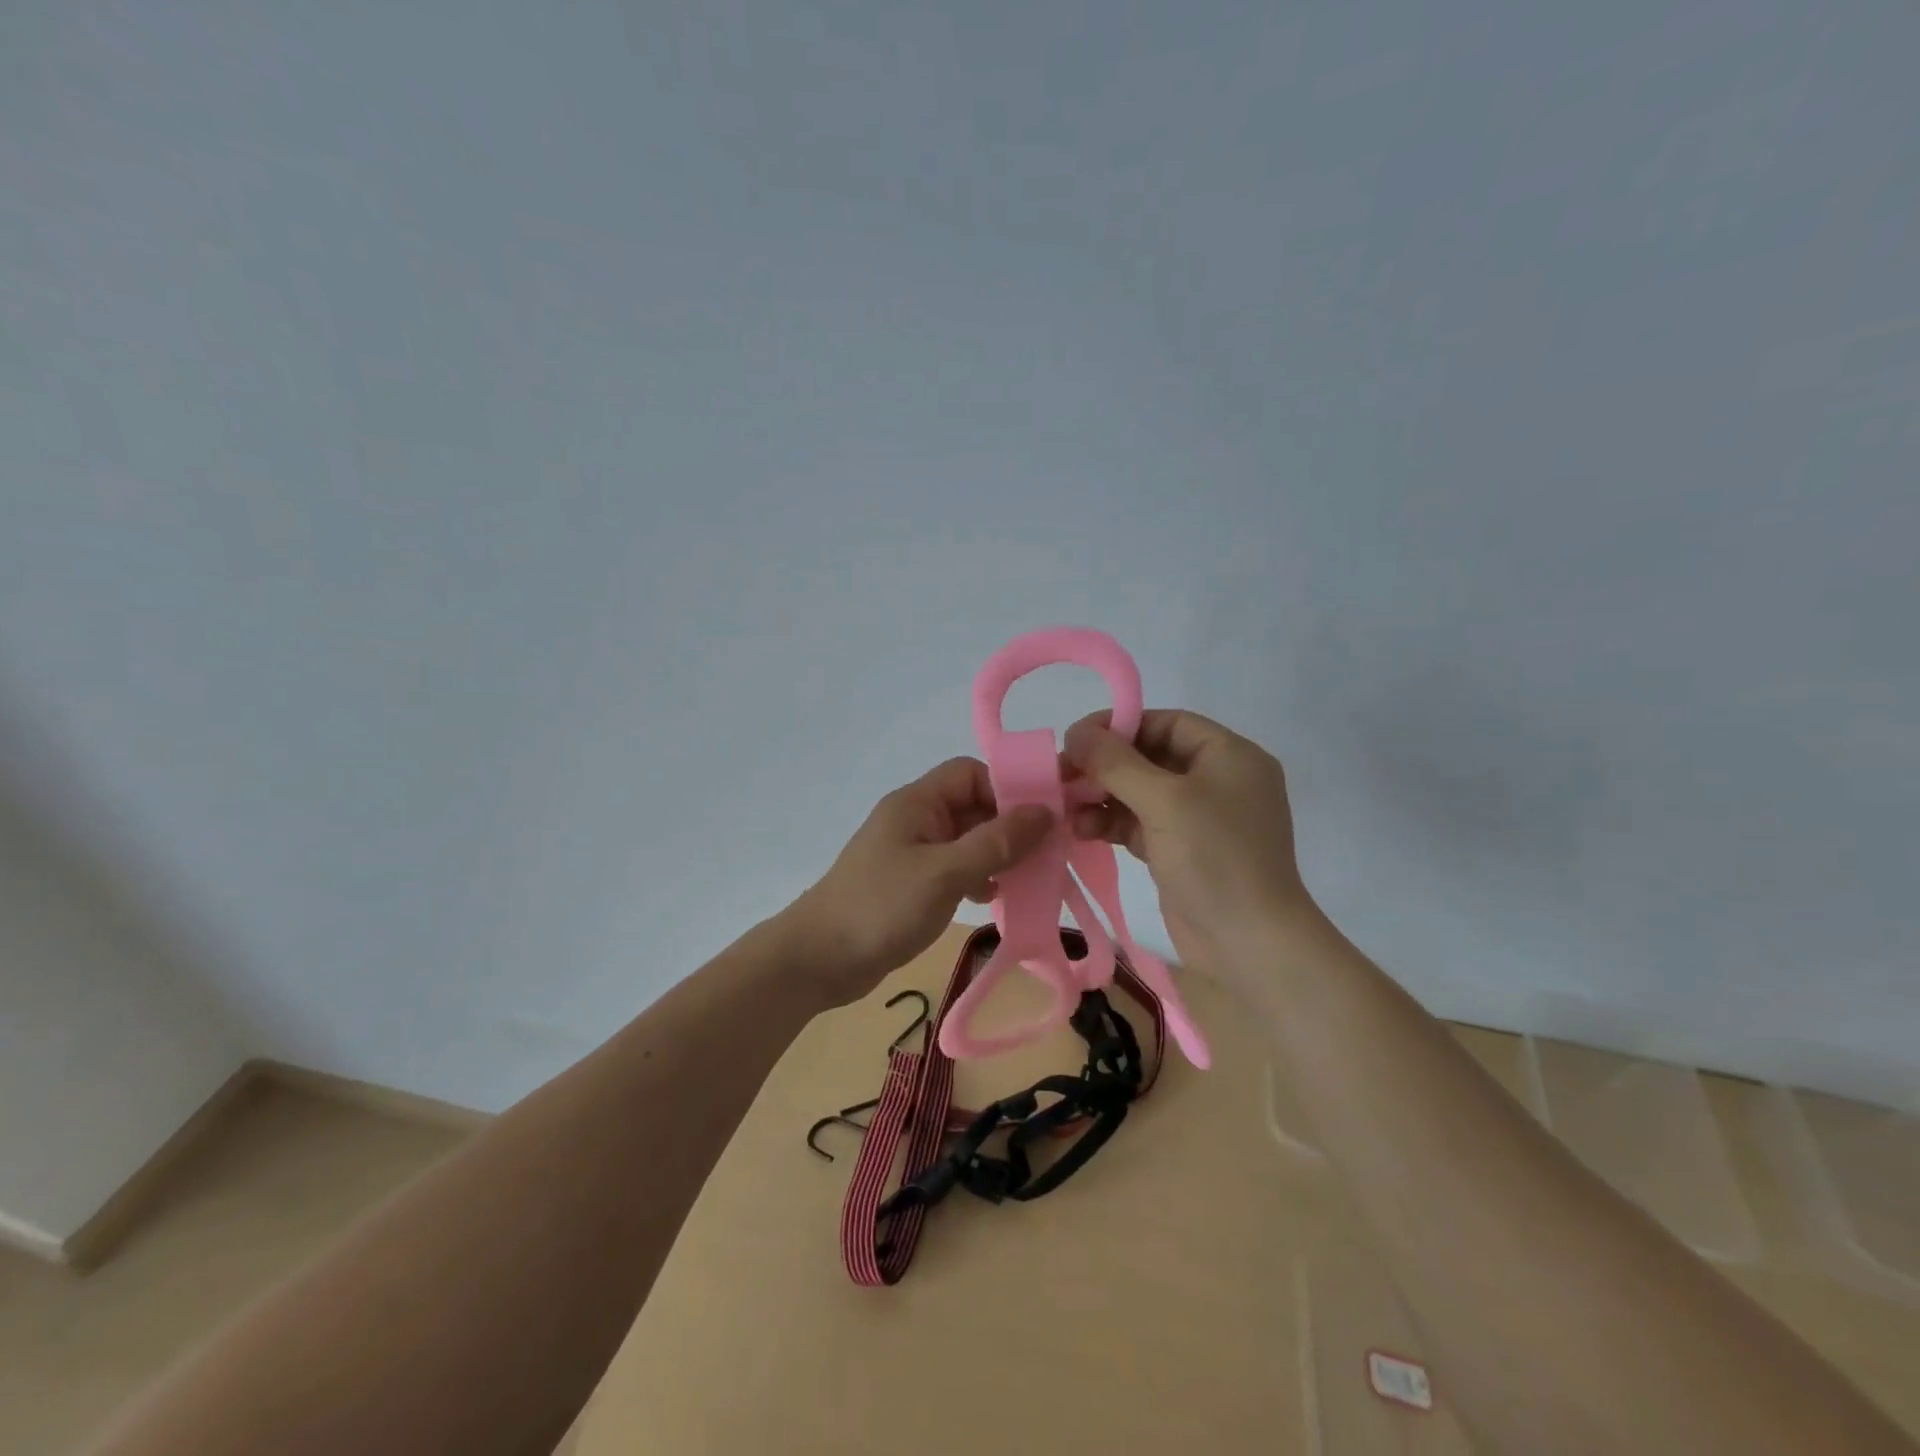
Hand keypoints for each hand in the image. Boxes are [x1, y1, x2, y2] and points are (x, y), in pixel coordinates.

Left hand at [786, 757, 1052, 1007]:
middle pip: (971, 806)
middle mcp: (915, 820)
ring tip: (1026, 877)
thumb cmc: (882, 906)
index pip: (970, 774)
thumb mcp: (945, 872)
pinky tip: (992, 898)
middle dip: (1008, 826)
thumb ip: (996, 842)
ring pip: (966, 839)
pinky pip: (954, 868)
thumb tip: (1044, 812)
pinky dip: (976, 877)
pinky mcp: (911, 883)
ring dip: (996, 854)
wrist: (818, 960)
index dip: (1006, 789)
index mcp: (917, 803)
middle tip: (1046, 852)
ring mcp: (912, 852)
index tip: (1041, 818)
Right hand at [1064, 709, 1319, 982]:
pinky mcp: (1181, 851)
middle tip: (1060, 774)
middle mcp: (1216, 781)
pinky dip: (1111, 823)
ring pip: (1140, 793)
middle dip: (1104, 766)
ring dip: (1101, 797)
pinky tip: (1082, 830)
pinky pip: (1140, 824)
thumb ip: (1116, 763)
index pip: (1167, 723)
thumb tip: (1076, 732)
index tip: (1076, 738)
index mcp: (1229, 756)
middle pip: (1149, 757)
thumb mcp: (1164, 801)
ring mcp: (1199, 819)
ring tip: (1065, 808)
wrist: (1249, 944)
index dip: (1120, 726)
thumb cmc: (1215, 858)